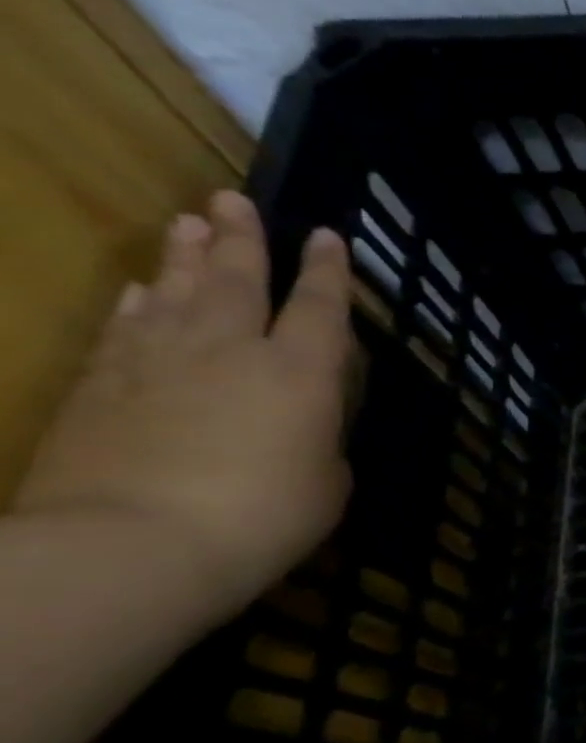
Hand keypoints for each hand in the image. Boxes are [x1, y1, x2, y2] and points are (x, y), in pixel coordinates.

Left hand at [13, 191, 354, 626]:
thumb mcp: (328, 482)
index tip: (327, 235)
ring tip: (188, 223)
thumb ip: (320, 441)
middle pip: (239, 282)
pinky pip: (125, 330)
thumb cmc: (265, 515)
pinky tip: (139, 292)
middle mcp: (231, 352)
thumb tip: (300, 427)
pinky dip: (136, 306)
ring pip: (177, 294)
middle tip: (233, 199)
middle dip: (242, 239)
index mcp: (301, 374)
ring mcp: (159, 364)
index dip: (327, 272)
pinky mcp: (100, 386)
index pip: (320, 309)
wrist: (136, 543)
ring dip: (185, 258)